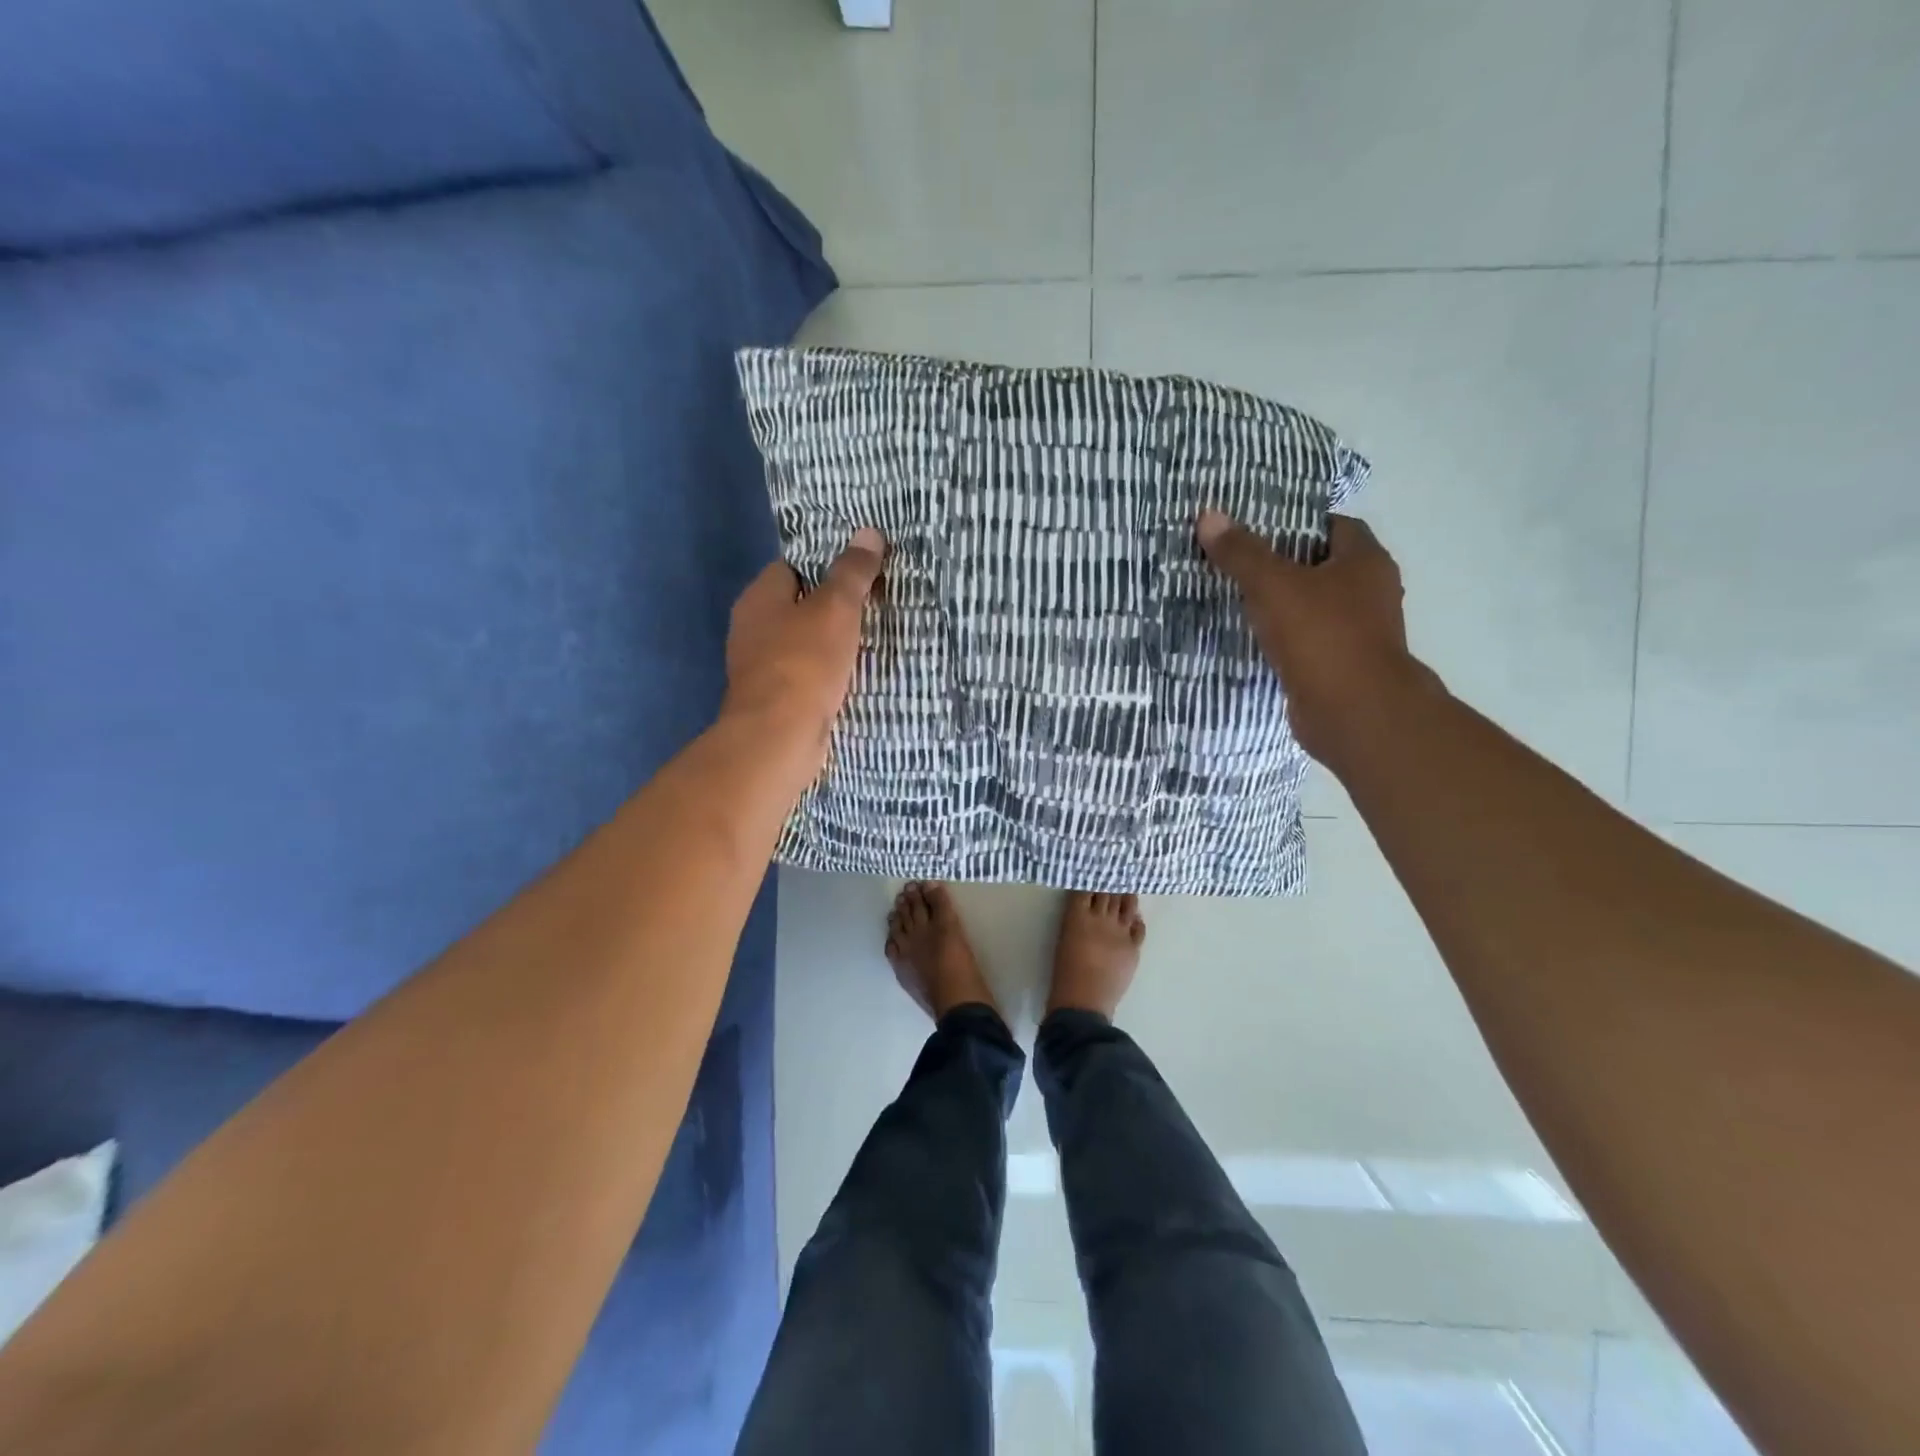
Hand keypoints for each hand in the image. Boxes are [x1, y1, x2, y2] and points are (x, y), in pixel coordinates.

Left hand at [722, 528, 886, 770]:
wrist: (779, 737)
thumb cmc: (804, 663)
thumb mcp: (836, 609)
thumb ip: (852, 572)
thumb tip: (869, 532)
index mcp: (759, 598)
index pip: (792, 567)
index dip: (826, 566)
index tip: (860, 573)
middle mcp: (752, 629)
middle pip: (798, 607)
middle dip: (833, 608)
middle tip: (874, 605)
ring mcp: (760, 667)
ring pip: (803, 643)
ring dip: (832, 644)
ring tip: (872, 640)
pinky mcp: (774, 700)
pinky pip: (806, 675)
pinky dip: (826, 674)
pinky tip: (853, 677)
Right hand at [1196, 510, 1441, 772]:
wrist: (1354, 712)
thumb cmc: (1322, 636)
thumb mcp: (1273, 586)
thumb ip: (1242, 553)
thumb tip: (1208, 515)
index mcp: (1365, 562)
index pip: (1336, 526)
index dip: (1299, 523)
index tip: (1259, 528)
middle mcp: (1370, 593)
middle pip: (1324, 567)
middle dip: (1285, 564)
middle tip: (1239, 561)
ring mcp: (1358, 633)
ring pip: (1315, 607)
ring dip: (1283, 605)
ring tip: (1237, 599)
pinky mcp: (1341, 666)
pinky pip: (1308, 641)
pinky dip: (1285, 639)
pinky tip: (1252, 639)